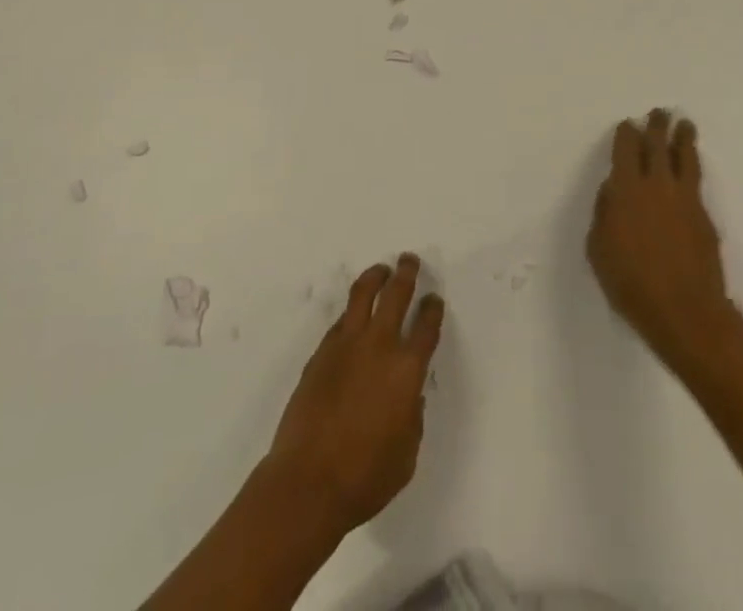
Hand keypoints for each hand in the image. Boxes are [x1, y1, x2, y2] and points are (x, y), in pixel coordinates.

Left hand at [265, 254, 444, 535]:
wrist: (308, 482)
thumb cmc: (365, 477)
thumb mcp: (406, 454)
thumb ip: (412, 417)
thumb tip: (408, 396)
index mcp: (406, 370)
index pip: (426, 326)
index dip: (432, 309)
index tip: (434, 299)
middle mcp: (379, 346)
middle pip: (396, 295)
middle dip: (406, 273)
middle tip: (409, 261)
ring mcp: (346, 345)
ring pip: (363, 294)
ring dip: (375, 277)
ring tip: (381, 270)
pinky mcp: (320, 352)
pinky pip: (341, 321)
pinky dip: (352, 311)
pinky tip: (354, 315)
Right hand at [587, 110, 739, 372]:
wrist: (685, 311)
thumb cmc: (630, 282)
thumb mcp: (598, 248)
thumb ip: (604, 212)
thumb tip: (613, 190)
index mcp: (626, 189)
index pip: (626, 149)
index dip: (627, 134)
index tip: (628, 125)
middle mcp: (657, 185)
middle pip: (658, 146)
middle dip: (657, 126)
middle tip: (660, 112)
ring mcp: (685, 199)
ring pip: (684, 158)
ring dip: (683, 138)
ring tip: (685, 124)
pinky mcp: (704, 217)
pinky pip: (696, 182)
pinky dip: (692, 167)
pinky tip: (691, 167)